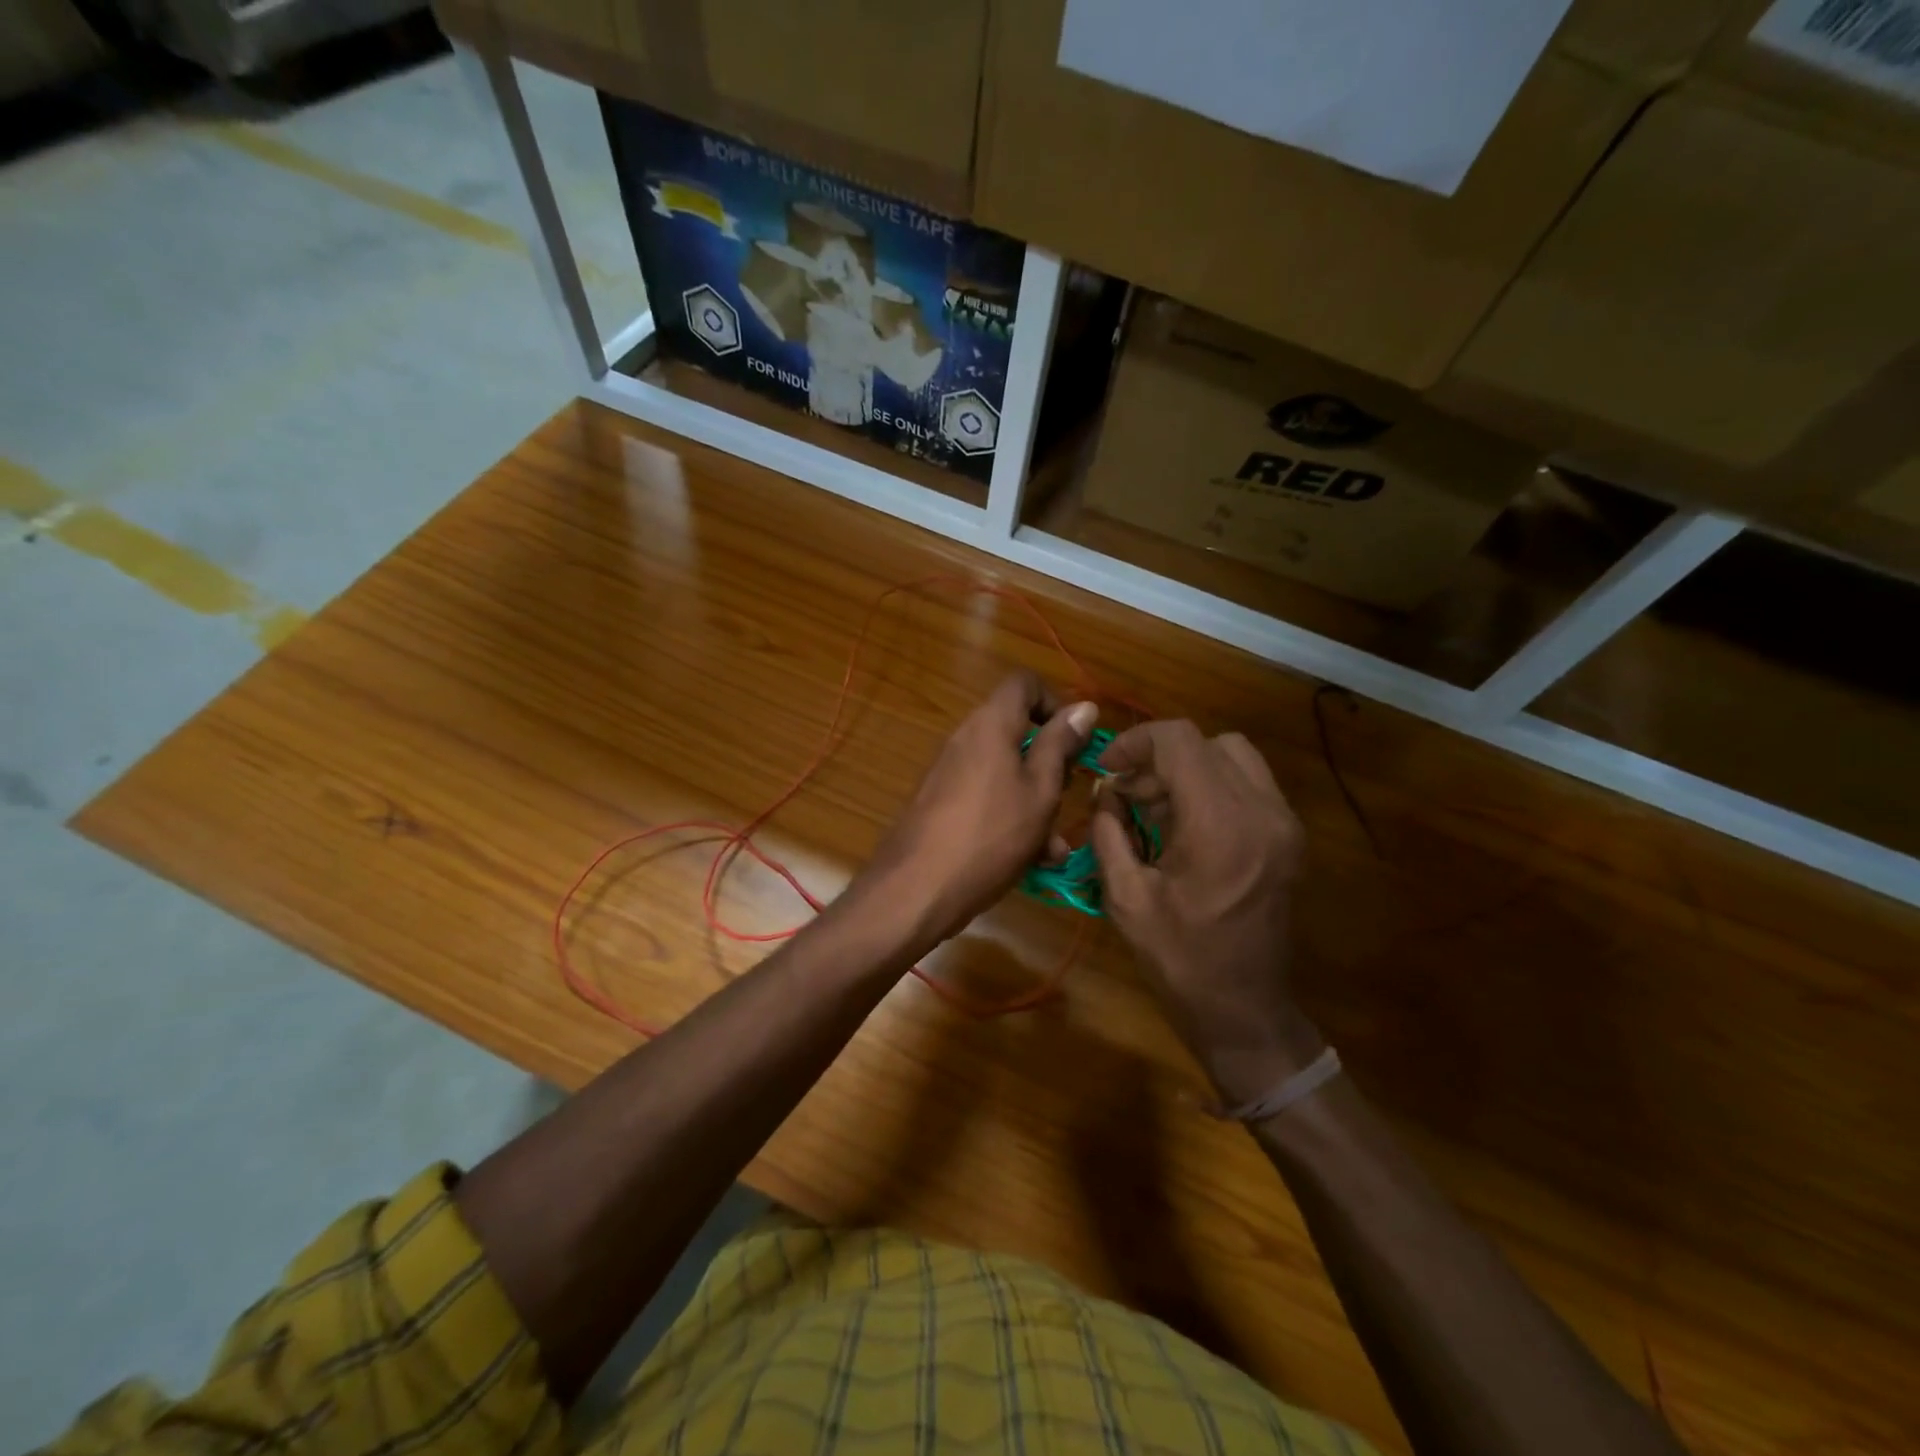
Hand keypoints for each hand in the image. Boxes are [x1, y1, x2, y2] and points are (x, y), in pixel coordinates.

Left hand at [855, 672, 1098, 952]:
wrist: (915, 889)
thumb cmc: (990, 835)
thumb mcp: (1039, 791)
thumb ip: (1060, 746)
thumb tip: (1084, 706)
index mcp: (990, 724)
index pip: (1024, 683)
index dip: (1055, 701)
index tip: (1075, 740)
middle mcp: (966, 739)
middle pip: (1016, 731)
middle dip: (1049, 764)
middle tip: (1067, 798)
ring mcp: (949, 772)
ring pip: (1005, 772)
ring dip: (1035, 802)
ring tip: (1054, 847)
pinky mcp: (941, 803)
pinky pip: (986, 797)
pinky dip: (1010, 818)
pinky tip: (1030, 860)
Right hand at [1089, 720, 1322, 1105]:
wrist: (1243, 1009)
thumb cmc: (1178, 958)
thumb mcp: (1125, 896)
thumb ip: (1109, 831)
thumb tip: (1107, 792)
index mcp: (1219, 824)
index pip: (1179, 741)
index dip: (1136, 742)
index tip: (1109, 768)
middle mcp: (1262, 811)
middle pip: (1206, 743)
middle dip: (1159, 758)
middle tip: (1128, 794)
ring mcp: (1283, 822)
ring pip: (1232, 756)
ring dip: (1188, 768)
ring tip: (1155, 808)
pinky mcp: (1289, 836)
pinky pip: (1249, 783)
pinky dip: (1212, 786)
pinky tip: (1185, 824)